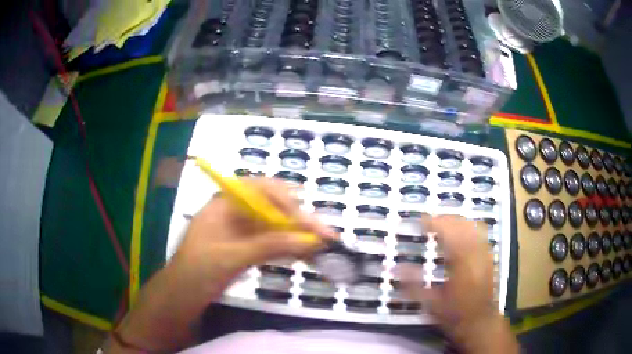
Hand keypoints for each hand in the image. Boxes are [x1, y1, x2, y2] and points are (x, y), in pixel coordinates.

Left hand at [171, 177, 335, 288]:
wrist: (182, 296)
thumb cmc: (197, 272)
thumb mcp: (231, 258)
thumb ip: (269, 246)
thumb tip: (309, 241)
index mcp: (224, 204)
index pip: (260, 190)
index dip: (286, 200)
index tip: (306, 219)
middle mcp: (235, 212)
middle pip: (273, 208)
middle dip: (299, 221)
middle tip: (326, 234)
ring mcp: (242, 231)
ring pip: (276, 227)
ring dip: (298, 236)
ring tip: (323, 245)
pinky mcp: (247, 248)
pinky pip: (272, 243)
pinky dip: (288, 248)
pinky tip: (306, 254)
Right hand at [401, 215, 518, 353]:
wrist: (479, 322)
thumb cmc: (454, 315)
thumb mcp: (430, 303)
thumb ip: (413, 284)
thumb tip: (394, 268)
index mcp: (461, 264)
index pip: (448, 233)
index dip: (434, 223)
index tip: (420, 221)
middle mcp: (475, 254)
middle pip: (463, 225)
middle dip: (445, 218)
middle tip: (430, 221)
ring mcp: (485, 254)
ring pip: (473, 226)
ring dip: (457, 221)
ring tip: (444, 224)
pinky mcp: (489, 257)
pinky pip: (480, 234)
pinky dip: (468, 228)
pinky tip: (460, 235)